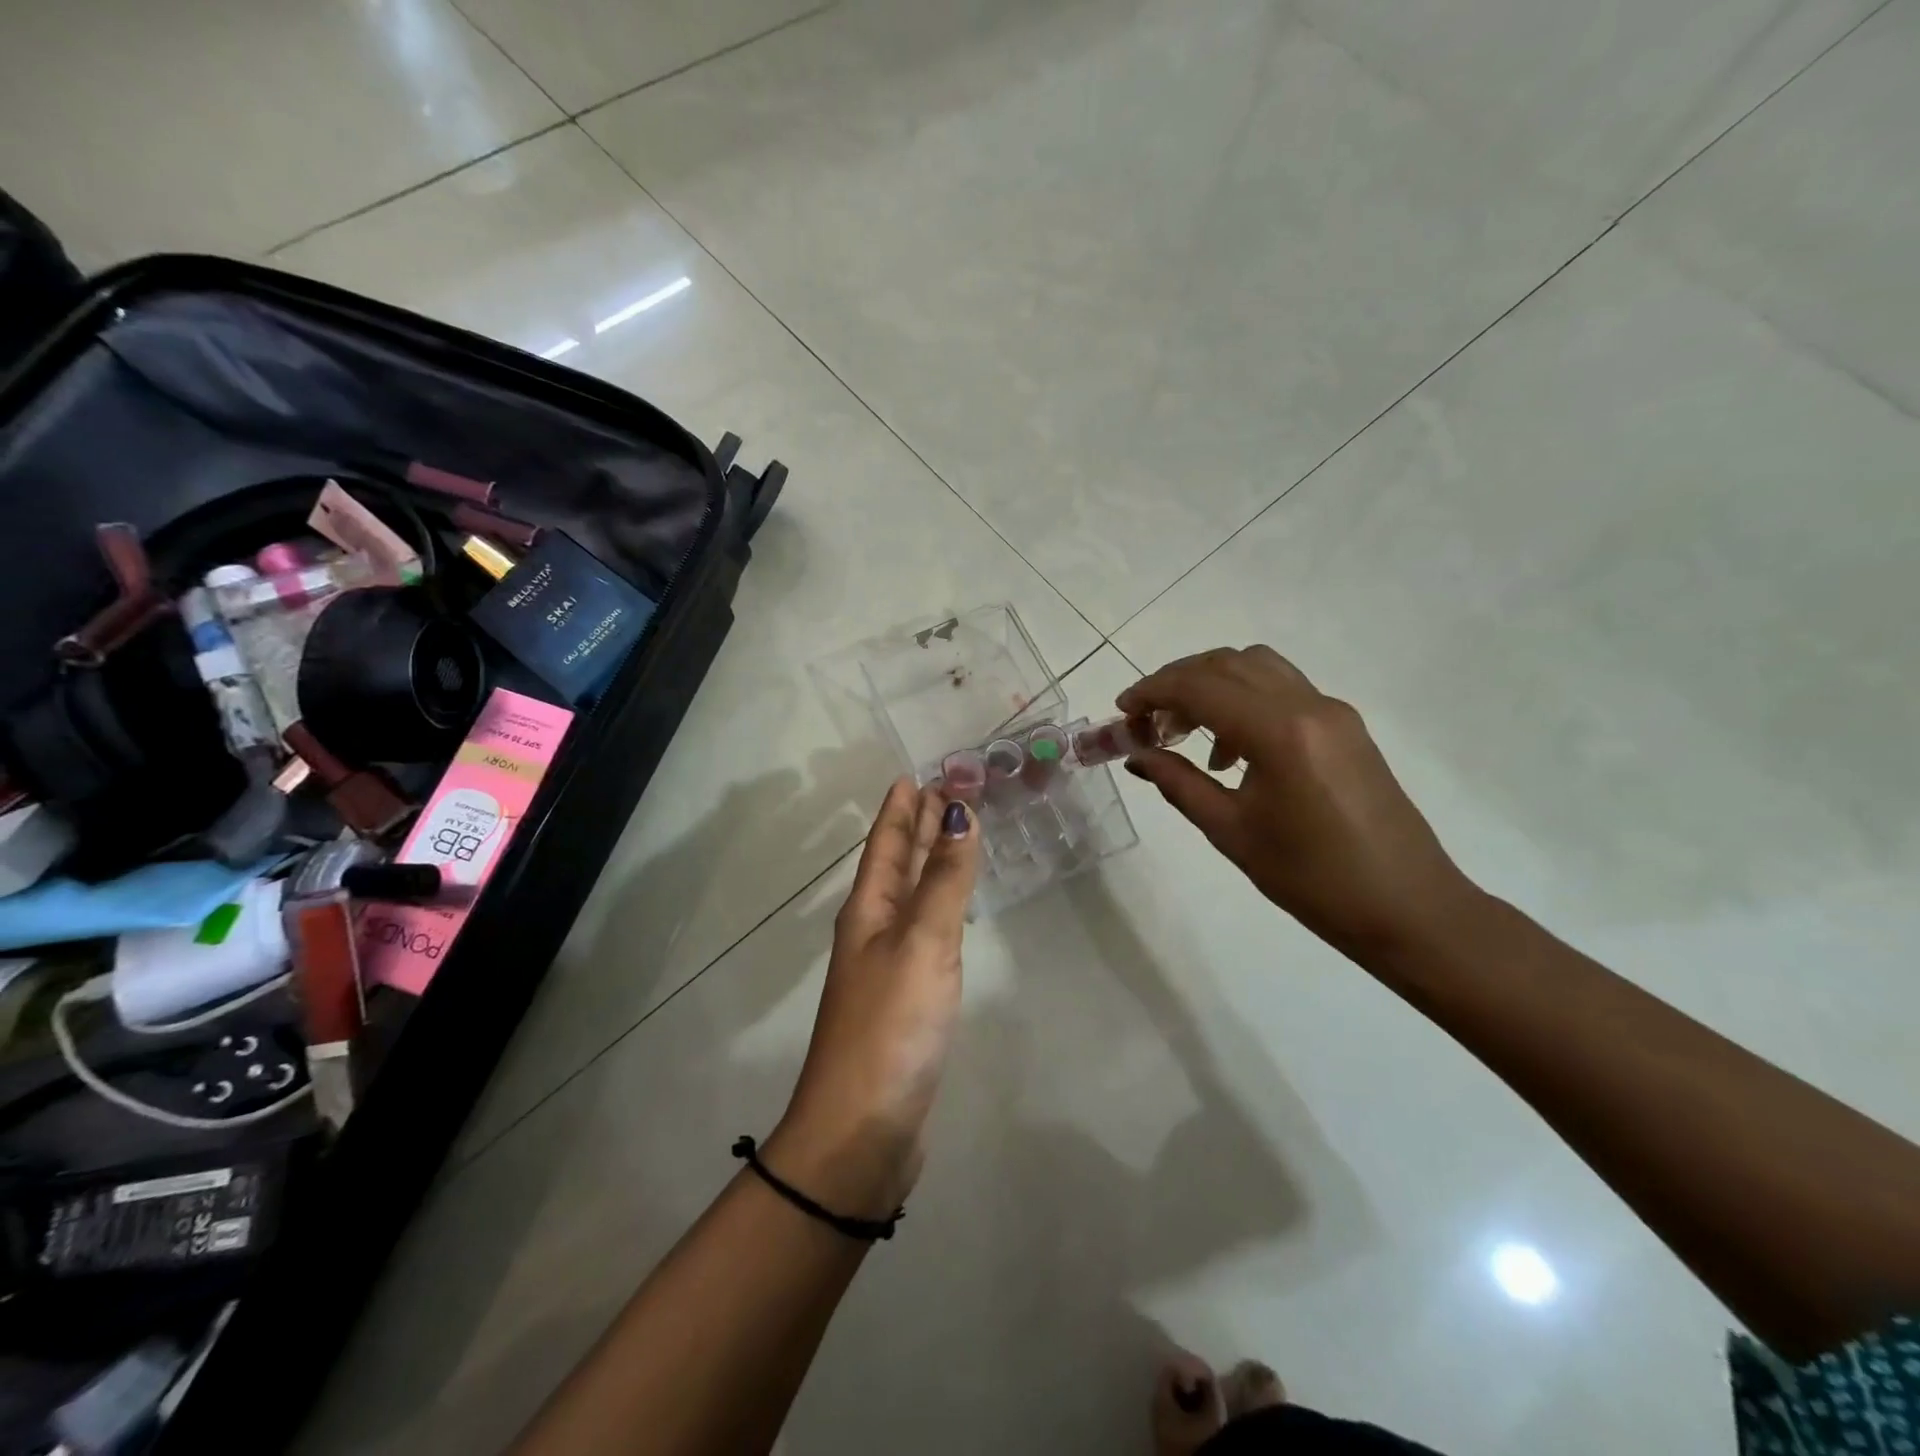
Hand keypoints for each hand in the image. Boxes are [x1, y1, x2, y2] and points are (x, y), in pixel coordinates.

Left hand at [767, 780, 979, 1218]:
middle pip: (899, 864)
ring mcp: (890, 965)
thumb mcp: (921, 943)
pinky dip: (943, 905)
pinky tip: (955, 906)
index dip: (902, 807)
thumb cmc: (890, 1026)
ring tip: (957, 833)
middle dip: (921, 826)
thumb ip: (945, 880)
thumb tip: (959, 812)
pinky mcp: (909, 997)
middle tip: (949, 790)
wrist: (862, 1130)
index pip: (887, 843)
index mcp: (869, 909)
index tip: (919, 772)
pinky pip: (928, 930)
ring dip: (932, 861)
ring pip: (914, 895)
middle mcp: (874, 929)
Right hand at [1118, 646, 1479, 957]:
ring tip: (1186, 734)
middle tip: (1148, 722)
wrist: (1408, 908)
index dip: (1152, 691)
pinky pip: (1283, 691)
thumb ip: (1179, 783)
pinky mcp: (1346, 726)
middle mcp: (1308, 705)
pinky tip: (1231, 752)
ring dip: (1212, 686)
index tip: (1122, 712)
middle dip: (1178, 682)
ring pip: (1258, 668)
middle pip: (1228, 663)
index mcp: (1279, 732)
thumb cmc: (1312, 879)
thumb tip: (1137, 755)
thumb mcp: (1231, 832)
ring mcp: (1333, 712)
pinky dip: (1244, 701)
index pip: (1200, 686)